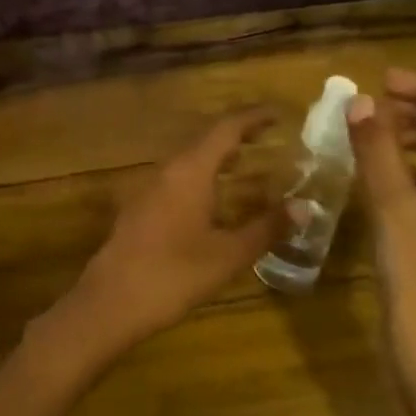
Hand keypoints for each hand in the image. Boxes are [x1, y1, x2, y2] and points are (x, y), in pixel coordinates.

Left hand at [34, 111, 280, 375]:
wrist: (111, 301)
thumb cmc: (174, 274)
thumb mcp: (228, 254)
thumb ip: (266, 228)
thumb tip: (304, 207)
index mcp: (189, 171)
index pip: (225, 128)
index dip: (252, 117)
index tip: (278, 113)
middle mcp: (166, 170)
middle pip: (204, 140)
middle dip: (236, 135)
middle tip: (268, 137)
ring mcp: (148, 188)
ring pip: (187, 160)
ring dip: (216, 156)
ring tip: (245, 162)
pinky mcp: (139, 208)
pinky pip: (175, 179)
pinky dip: (199, 176)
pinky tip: (211, 198)